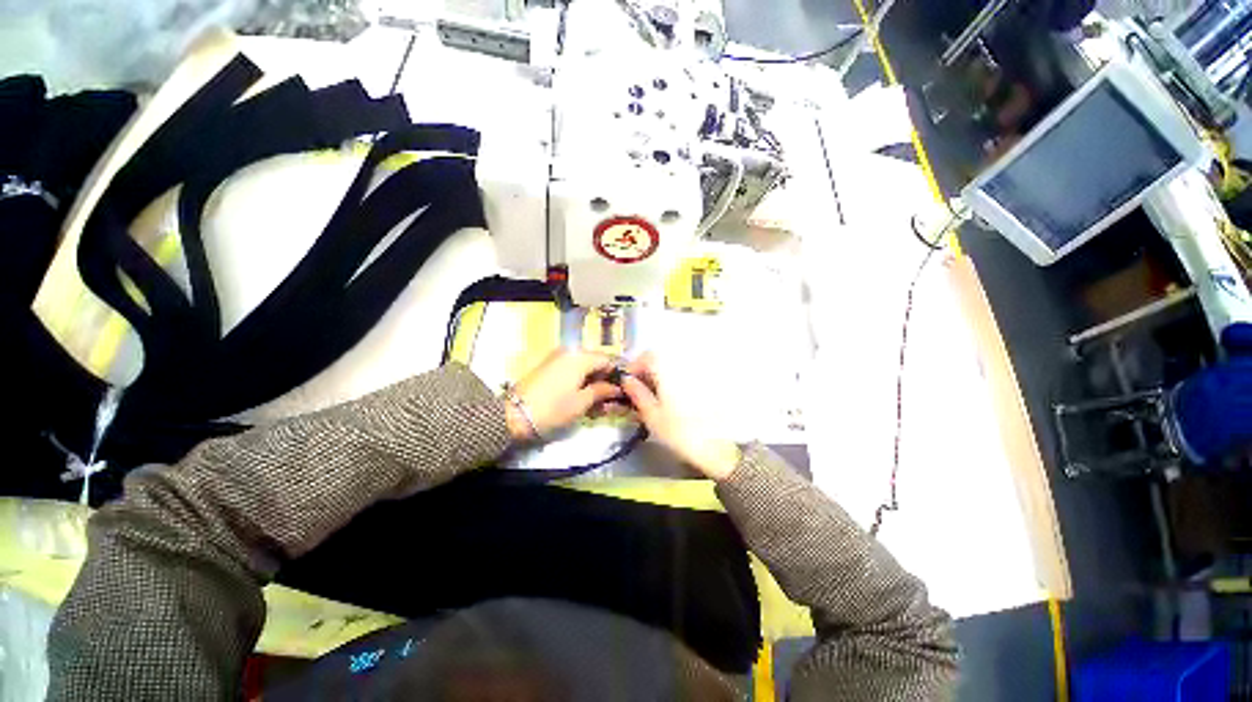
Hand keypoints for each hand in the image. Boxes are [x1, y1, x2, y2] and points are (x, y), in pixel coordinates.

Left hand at [505, 350, 623, 440]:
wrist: (514, 414)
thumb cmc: (553, 408)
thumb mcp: (582, 402)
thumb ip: (602, 391)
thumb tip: (617, 388)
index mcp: (580, 356)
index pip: (608, 359)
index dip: (617, 375)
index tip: (622, 391)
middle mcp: (570, 351)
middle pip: (596, 362)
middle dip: (604, 380)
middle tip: (609, 401)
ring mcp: (557, 358)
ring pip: (584, 367)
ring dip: (593, 383)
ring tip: (596, 404)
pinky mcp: (549, 366)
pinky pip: (571, 369)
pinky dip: (580, 382)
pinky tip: (582, 398)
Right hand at [620, 353, 740, 479]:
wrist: (718, 448)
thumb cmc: (681, 433)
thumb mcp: (652, 416)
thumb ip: (637, 394)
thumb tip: (626, 380)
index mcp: (668, 370)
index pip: (647, 356)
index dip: (634, 367)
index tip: (627, 384)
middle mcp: (684, 365)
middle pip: (660, 360)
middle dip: (646, 373)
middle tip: (638, 393)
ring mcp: (697, 374)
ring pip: (671, 368)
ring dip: (659, 378)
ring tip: (653, 399)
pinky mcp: (706, 384)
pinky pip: (684, 376)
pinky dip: (673, 383)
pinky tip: (671, 401)